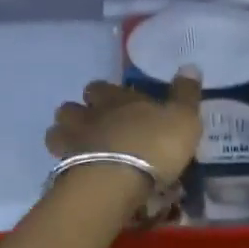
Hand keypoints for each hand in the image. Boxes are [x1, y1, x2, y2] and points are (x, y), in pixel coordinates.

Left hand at [46, 66, 203, 185]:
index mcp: (115, 99)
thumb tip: (190, 66)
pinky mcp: (65, 171)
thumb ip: (185, 94)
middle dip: (80, 114)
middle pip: (71, 108)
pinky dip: (66, 166)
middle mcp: (89, 116)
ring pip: (58, 132)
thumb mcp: (183, 118)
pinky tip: (79, 174)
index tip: (116, 104)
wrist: (117, 181)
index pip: (101, 87)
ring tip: (81, 151)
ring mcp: (72, 143)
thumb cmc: (154, 145)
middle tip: (95, 128)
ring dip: (67, 138)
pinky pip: (59, 163)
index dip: (105, 94)